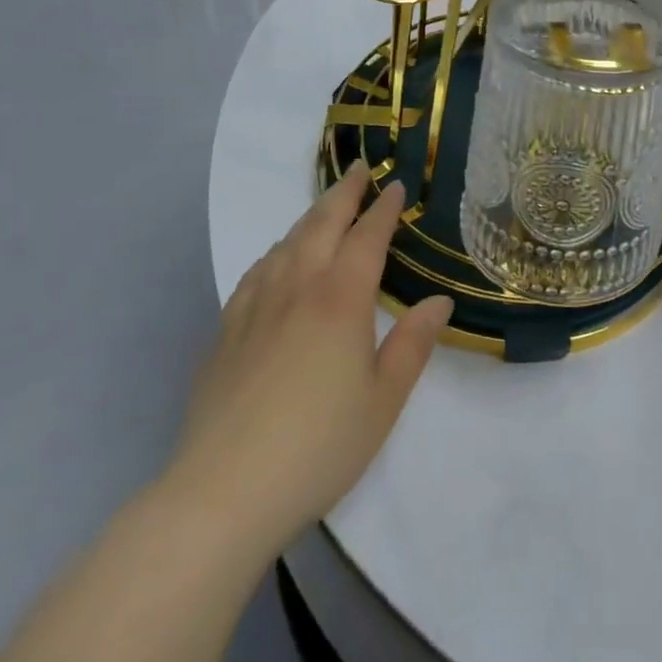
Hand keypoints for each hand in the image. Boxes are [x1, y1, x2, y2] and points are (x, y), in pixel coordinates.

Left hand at [165, 163, 452, 545]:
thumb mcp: (383, 400)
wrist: (223, 493)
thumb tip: (439, 300)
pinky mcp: (226, 331)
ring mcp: (255, 306)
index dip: (383, 208)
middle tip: (359, 169)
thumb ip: (413, 344)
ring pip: (286, 242)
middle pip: (321, 223)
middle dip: (344, 193)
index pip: (367, 236)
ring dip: (310, 217)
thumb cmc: (318, 446)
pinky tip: (277, 259)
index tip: (395, 185)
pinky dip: (276, 251)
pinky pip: (256, 271)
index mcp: (341, 298)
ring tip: (325, 207)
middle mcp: (298, 287)